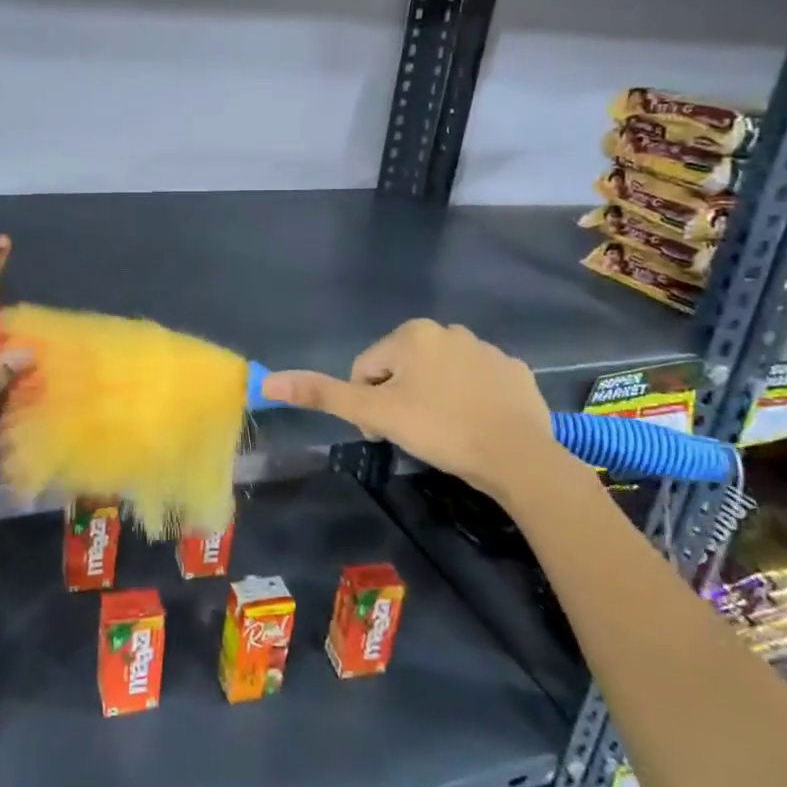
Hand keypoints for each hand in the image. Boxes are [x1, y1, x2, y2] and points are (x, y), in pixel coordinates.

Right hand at [261, 319, 573, 508]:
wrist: (519, 456)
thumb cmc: (438, 428)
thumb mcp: (374, 413)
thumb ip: (323, 394)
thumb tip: (267, 382)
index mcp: (411, 334)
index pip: (366, 370)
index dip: (366, 405)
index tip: (383, 434)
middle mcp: (448, 330)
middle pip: (402, 370)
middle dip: (399, 399)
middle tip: (413, 435)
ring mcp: (486, 349)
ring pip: (439, 375)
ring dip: (432, 399)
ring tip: (445, 434)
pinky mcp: (514, 371)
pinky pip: (476, 383)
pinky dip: (469, 400)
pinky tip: (476, 426)